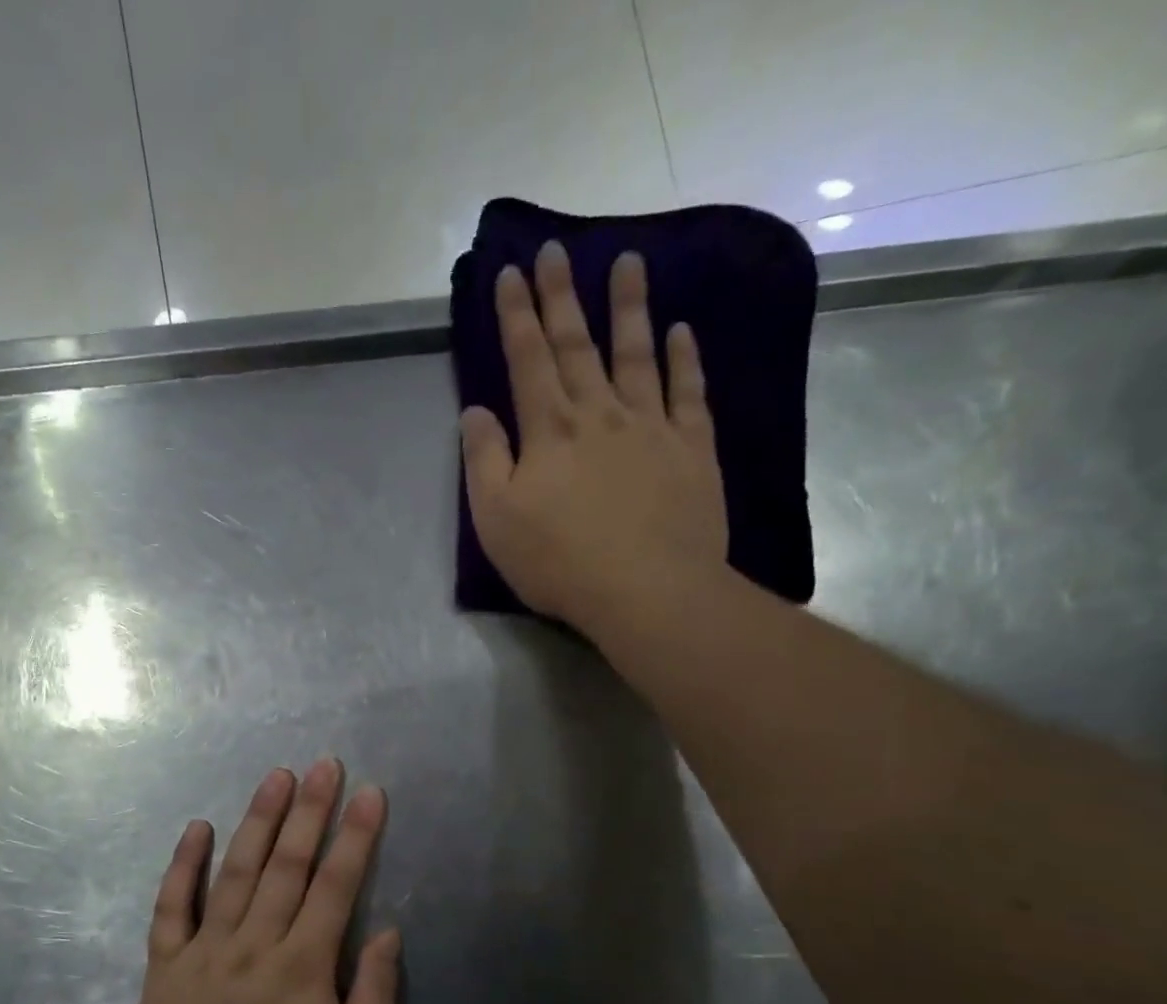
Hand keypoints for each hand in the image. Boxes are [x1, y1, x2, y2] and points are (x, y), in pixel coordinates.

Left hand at [130, 759, 399, 1003]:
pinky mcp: (166, 964)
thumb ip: (375, 994)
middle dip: (310, 810)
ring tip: (276, 777)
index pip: (336, 885)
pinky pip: (171, 906)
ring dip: (258, 821)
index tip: (368, 793)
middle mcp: (255, 944)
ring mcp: (205, 950)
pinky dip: (183, 865)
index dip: (355, 835)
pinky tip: (196, 827)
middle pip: (287, 865)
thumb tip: (388, 932)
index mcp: (303, 966)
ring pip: (235, 872)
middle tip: (323, 764)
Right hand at [460, 240, 727, 627]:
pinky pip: (687, 392)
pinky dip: (683, 358)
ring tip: (628, 261)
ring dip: (629, 307)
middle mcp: (599, 413)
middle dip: (561, 295)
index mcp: (548, 430)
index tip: (510, 272)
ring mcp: (650, 426)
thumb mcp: (496, 520)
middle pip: (577, 344)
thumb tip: (475, 411)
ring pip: (636, 354)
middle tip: (556, 249)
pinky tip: (681, 331)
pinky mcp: (691, 448)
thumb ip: (484, 461)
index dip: (516, 315)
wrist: (646, 590)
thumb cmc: (559, 561)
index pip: (527, 359)